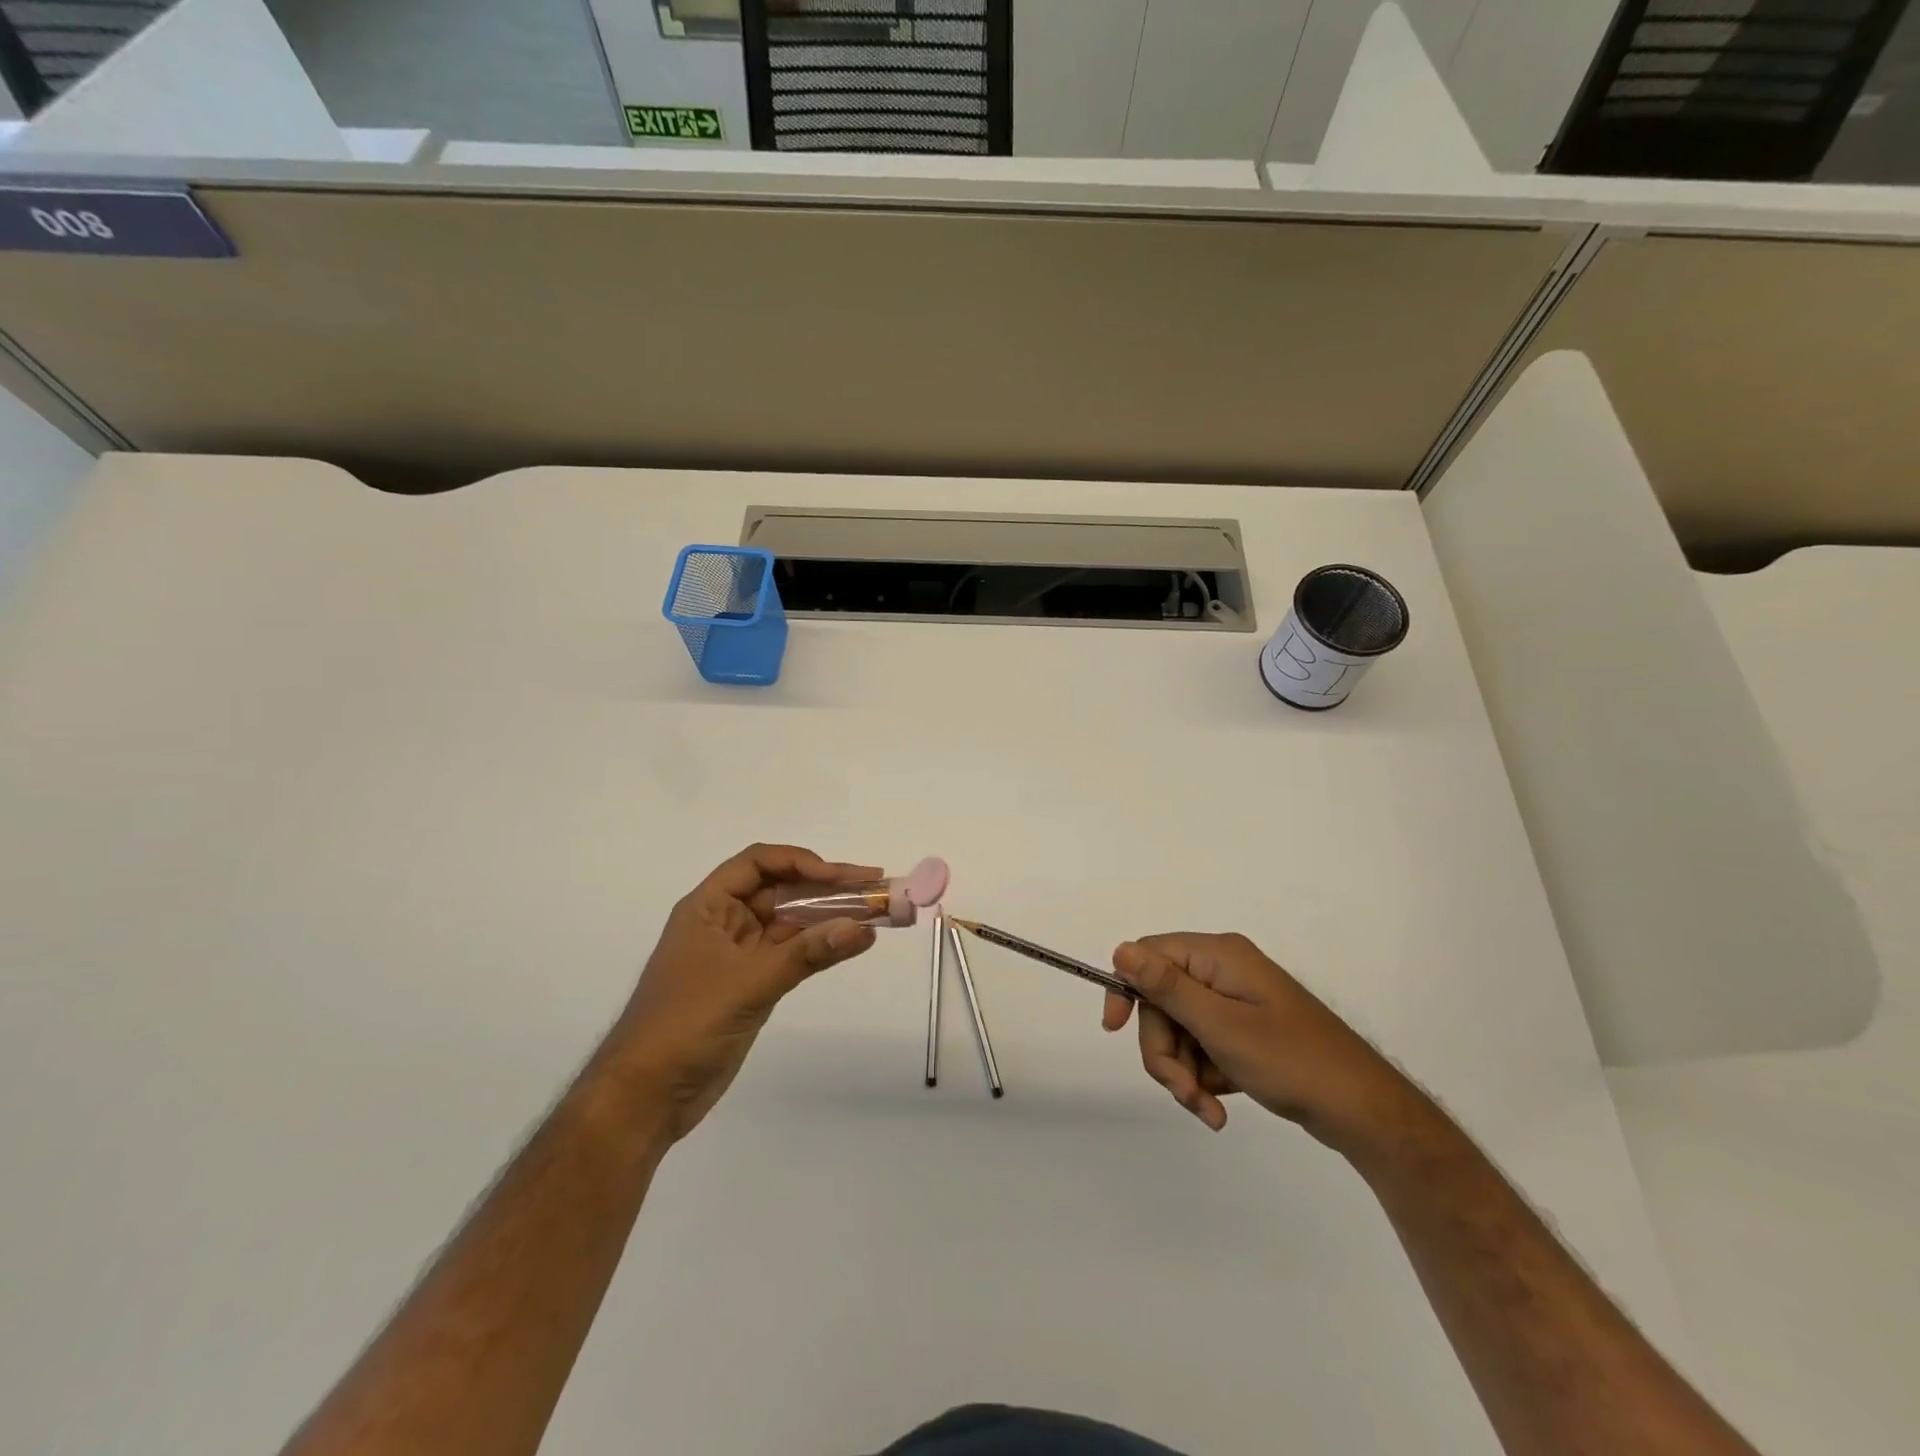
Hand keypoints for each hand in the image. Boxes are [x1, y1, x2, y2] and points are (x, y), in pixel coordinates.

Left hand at [607, 844, 880, 1142]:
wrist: (645, 1097)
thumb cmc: (685, 1024)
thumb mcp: (748, 983)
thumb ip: (807, 954)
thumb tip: (862, 928)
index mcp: (708, 906)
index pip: (758, 863)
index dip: (800, 862)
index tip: (839, 877)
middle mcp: (724, 922)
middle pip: (780, 890)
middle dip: (826, 886)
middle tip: (874, 884)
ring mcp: (739, 954)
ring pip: (790, 923)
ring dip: (829, 916)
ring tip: (875, 910)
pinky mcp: (751, 984)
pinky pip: (792, 954)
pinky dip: (820, 947)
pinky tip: (852, 942)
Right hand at [1102, 933, 1406, 1145]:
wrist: (1364, 1112)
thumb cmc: (1292, 1061)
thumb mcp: (1220, 1026)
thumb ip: (1166, 988)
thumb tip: (1120, 950)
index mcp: (1218, 956)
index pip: (1149, 956)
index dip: (1127, 991)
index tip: (1115, 1030)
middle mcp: (1223, 971)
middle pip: (1162, 1002)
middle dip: (1164, 1050)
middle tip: (1184, 1090)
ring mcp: (1236, 1003)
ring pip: (1179, 1031)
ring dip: (1183, 1072)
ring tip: (1208, 1110)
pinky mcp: (1245, 1032)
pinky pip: (1203, 1047)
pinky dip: (1203, 1078)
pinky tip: (1219, 1107)